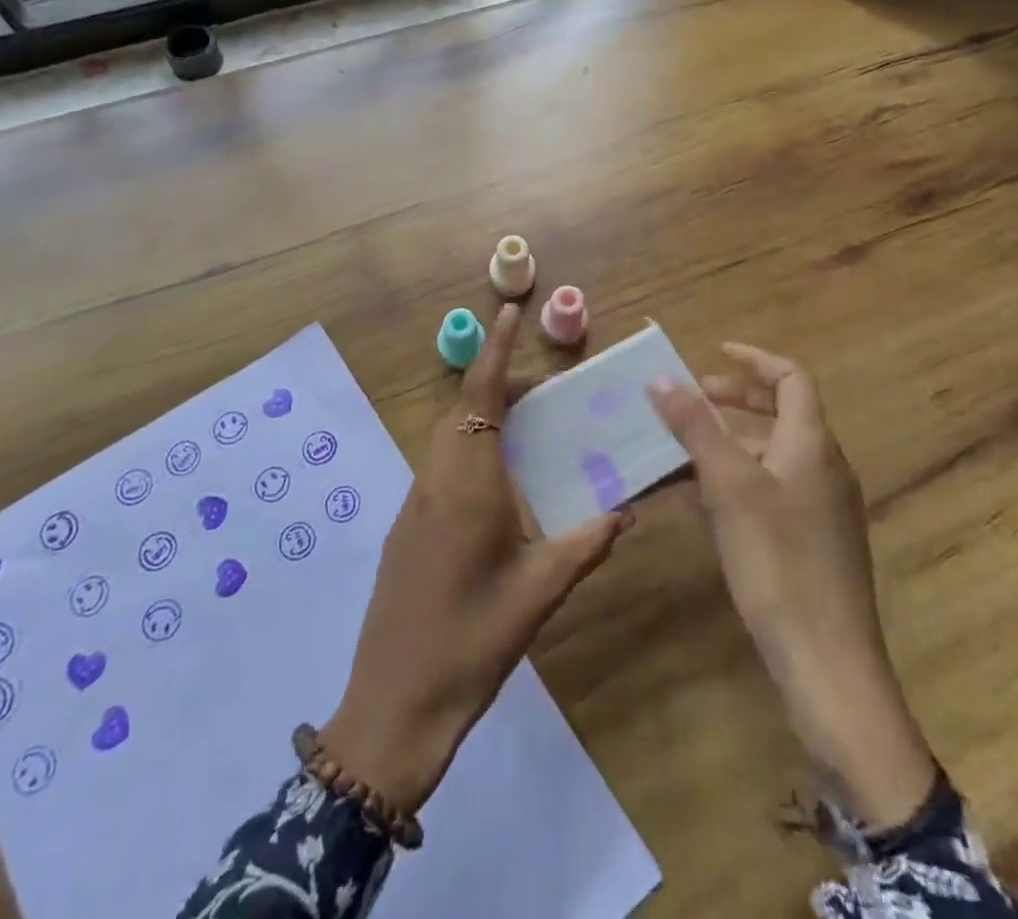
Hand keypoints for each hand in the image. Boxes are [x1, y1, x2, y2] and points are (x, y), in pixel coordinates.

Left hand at [323, 305, 628, 811]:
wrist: (392, 704)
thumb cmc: (471, 644)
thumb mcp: (537, 595)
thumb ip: (584, 546)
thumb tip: (624, 512)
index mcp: (467, 486)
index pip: (480, 398)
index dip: (495, 351)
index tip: (509, 313)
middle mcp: (435, 481)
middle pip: (462, 410)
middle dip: (497, 383)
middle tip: (544, 388)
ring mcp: (414, 504)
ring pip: (447, 437)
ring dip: (482, 417)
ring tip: (526, 426)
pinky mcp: (406, 527)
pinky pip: (440, 466)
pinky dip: (469, 449)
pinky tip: (497, 482)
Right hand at [650, 344, 936, 827]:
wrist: (827, 663)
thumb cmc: (778, 560)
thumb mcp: (729, 486)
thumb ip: (696, 427)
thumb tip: (662, 378)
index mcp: (813, 443)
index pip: (791, 377)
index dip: (753, 360)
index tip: (713, 354)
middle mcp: (825, 467)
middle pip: (783, 413)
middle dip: (736, 400)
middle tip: (691, 399)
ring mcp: (823, 507)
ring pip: (773, 453)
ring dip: (730, 441)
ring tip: (683, 448)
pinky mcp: (813, 542)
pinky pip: (772, 489)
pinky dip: (738, 479)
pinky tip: (701, 501)